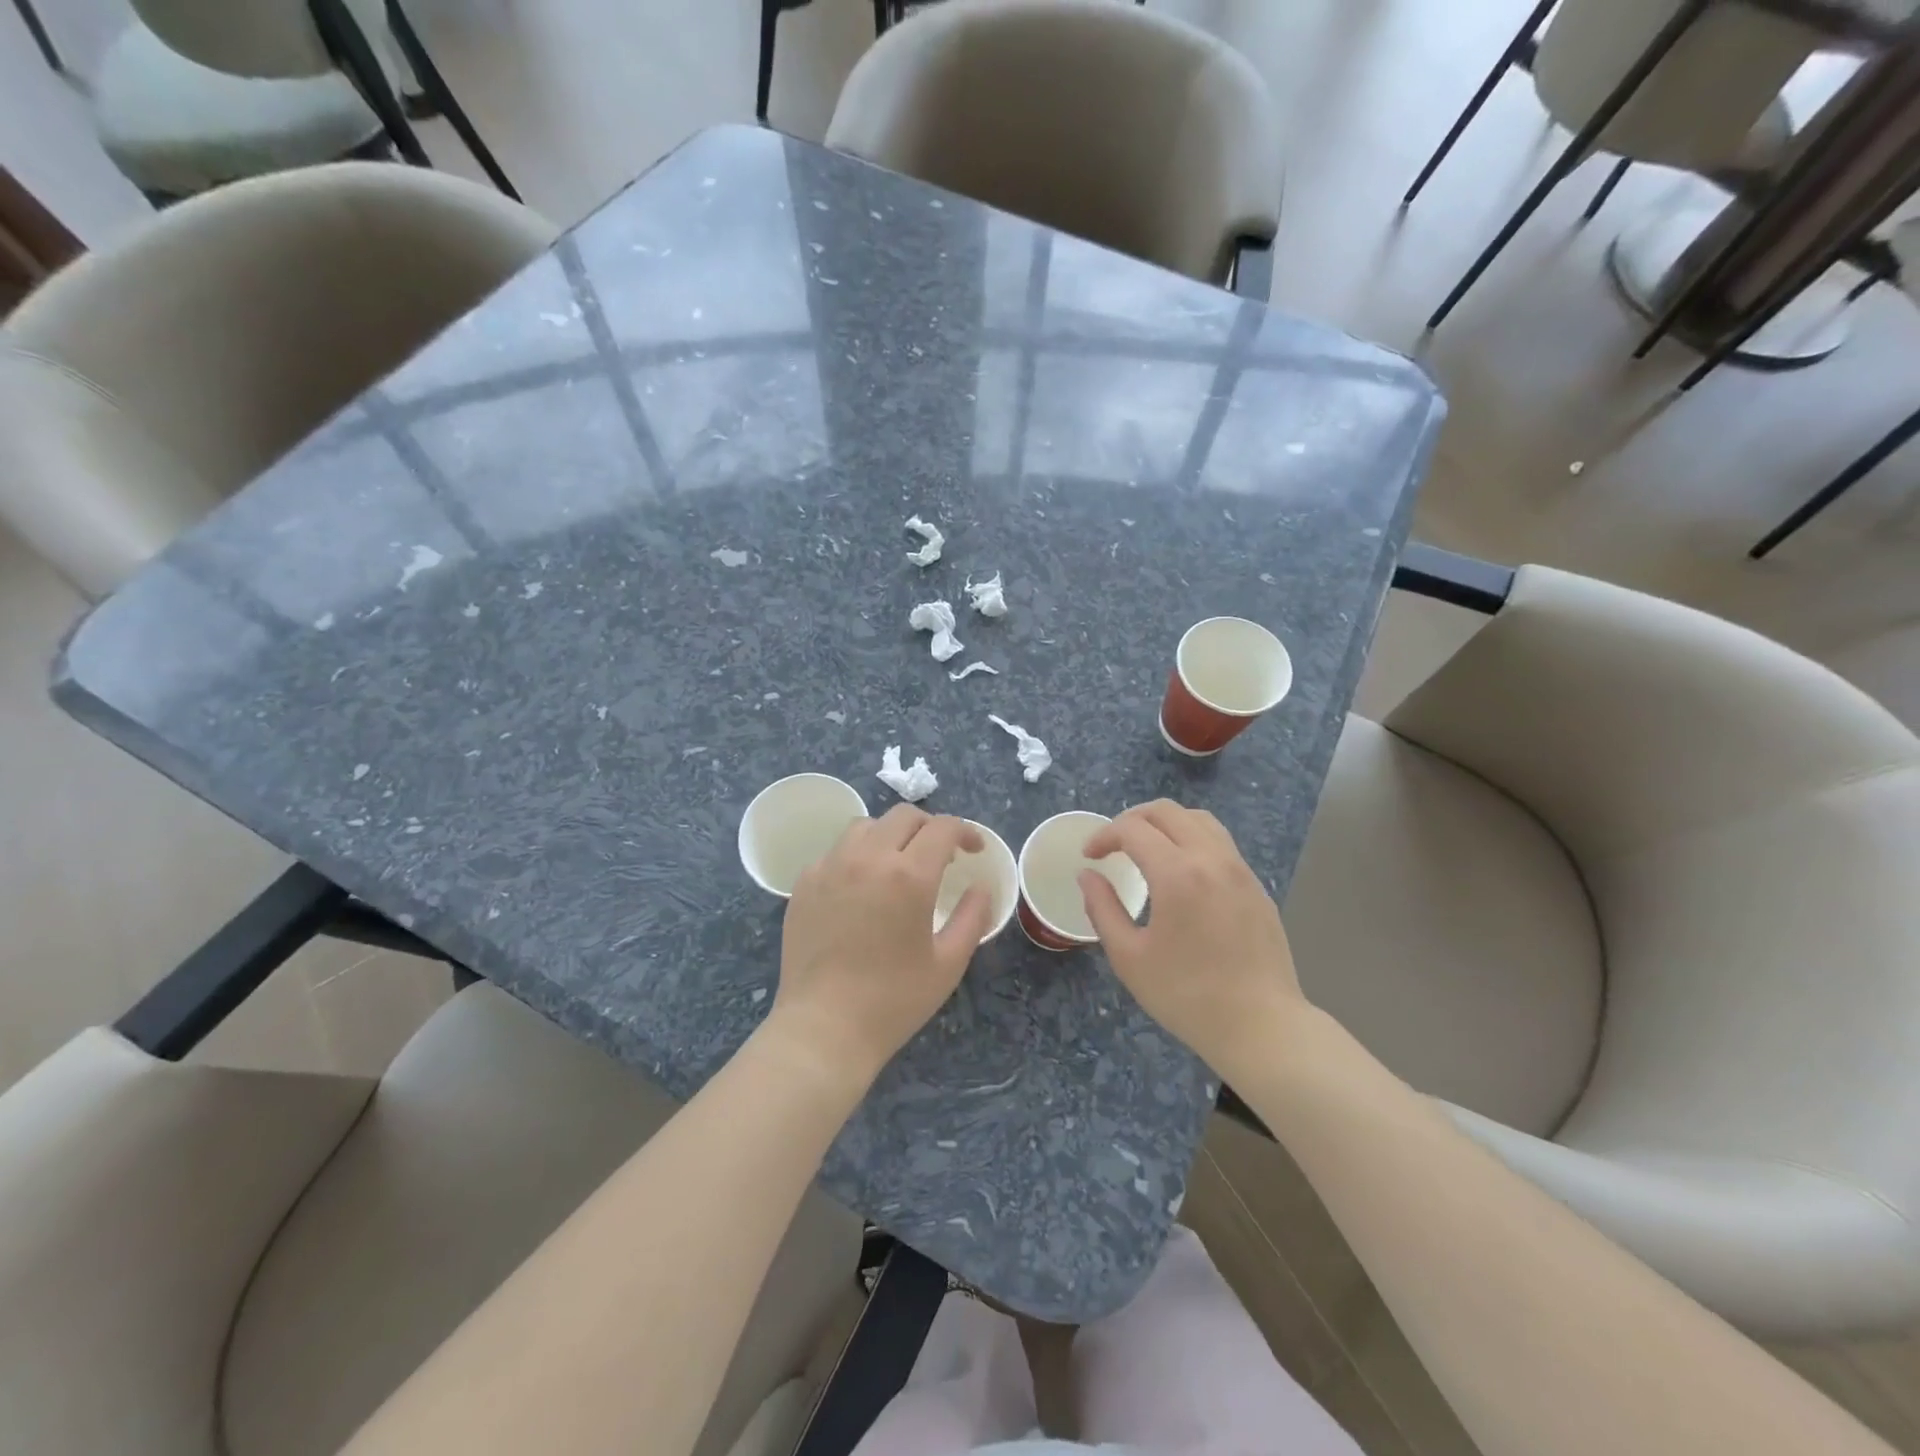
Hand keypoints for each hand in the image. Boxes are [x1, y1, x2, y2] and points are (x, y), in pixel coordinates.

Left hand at [771, 805, 992, 1084]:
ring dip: (890, 835)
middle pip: (904, 816)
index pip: (942, 828)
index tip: (973, 851)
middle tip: (941, 854)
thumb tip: (980, 887)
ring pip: (865, 826)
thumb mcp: (948, 963)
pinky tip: (861, 886)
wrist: (823, 1028)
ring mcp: (830, 867)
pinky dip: (856, 856)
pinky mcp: (805, 883)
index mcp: (909, 875)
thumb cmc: (893, 1000)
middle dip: (930, 827)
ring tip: (897, 863)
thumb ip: (973, 917)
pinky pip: (835, 851)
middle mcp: (867, 858)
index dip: (965, 832)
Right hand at [1079, 800, 1303, 1077]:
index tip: (1089, 856)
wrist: (1261, 1026)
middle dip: (1131, 819)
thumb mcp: (1129, 957)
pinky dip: (1191, 839)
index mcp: (1177, 874)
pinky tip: (1181, 871)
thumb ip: (1102, 908)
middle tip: (1112, 845)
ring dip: (1165, 824)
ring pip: (1199, 820)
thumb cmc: (1187, 995)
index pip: (1132, 829)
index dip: (1103, 835)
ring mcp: (1239, 869)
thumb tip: (1087, 875)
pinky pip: (1220, 843)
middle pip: (1167, 811)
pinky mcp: (1256, 885)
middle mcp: (1211, 858)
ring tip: (1146, 848)